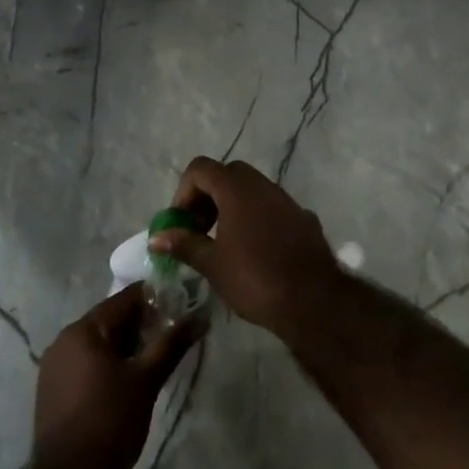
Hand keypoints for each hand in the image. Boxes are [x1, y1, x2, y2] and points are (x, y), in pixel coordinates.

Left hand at [32, 284, 199, 468]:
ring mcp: (54, 367)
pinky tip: (128, 381)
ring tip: (154, 360)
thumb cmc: (110, 424)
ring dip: (126, 346)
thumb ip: (172, 344)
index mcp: (83, 330)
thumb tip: (200, 317)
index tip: (180, 306)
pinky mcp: (53, 390)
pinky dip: (108, 363)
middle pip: (109, 320)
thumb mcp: (146, 381)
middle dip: (141, 325)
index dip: (154, 300)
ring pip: (98, 343)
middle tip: (171, 337)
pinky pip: (86, 363)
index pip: (124, 299)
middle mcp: (63, 340)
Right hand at [151, 157, 342, 332]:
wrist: (313, 300)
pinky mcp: (302, 218)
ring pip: (251, 190)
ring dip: (231, 207)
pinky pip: (271, 208)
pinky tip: (254, 251)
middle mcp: (262, 185)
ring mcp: (286, 200)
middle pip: (226, 175)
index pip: (201, 169)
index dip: (183, 192)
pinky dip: (255, 219)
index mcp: (237, 189)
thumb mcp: (212, 264)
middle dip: (206, 197)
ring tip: (222, 242)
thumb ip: (183, 245)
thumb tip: (156, 238)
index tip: (180, 223)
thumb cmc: (255, 278)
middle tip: (198, 229)